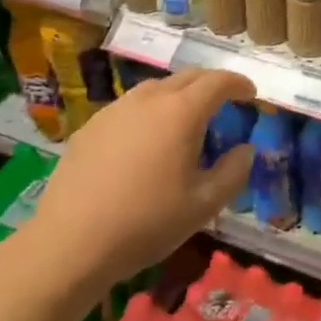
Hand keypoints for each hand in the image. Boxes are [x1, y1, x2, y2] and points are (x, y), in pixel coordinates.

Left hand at [23, 69, 256, 291]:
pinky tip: (145, 140)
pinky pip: (130, 107)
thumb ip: (233, 172)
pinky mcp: (91, 127)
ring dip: (178, 95)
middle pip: (187, 77)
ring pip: (156, 88)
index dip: (238, 83)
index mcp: (181, 112)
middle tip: (224, 101)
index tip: (250, 94)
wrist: (70, 243)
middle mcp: (149, 99)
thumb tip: (245, 149)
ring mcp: (115, 110)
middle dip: (210, 84)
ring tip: (185, 119)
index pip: (218, 82)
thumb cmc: (146, 223)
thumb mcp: (203, 205)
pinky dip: (149, 111)